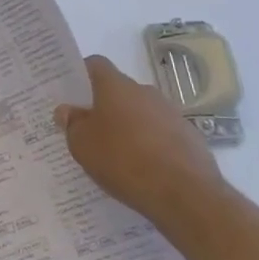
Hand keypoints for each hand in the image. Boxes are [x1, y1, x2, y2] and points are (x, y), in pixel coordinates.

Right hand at [55, 55, 225, 222]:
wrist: (185, 194)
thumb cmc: (124, 161)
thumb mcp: (82, 145)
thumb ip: (72, 124)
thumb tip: (67, 110)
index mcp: (116, 86)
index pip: (96, 65)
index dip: (82, 75)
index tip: (72, 94)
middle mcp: (145, 92)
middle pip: (119, 91)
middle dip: (105, 107)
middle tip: (90, 131)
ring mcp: (171, 113)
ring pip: (141, 113)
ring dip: (129, 127)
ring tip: (118, 156)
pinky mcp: (190, 137)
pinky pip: (161, 134)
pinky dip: (151, 145)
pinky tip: (144, 170)